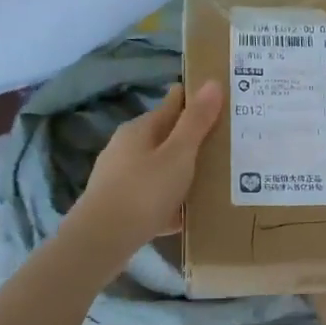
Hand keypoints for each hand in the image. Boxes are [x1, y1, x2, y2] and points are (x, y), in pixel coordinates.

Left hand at [70, 82, 222, 257]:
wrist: (100, 242)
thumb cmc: (143, 192)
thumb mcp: (178, 155)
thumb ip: (196, 121)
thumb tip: (212, 82)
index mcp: (139, 129)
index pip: (172, 104)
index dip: (194, 100)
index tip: (220, 101)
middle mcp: (125, 147)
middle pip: (164, 137)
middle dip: (190, 138)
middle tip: (224, 143)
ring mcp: (118, 177)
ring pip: (158, 167)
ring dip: (180, 171)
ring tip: (211, 179)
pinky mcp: (117, 205)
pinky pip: (151, 196)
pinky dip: (169, 200)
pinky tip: (185, 214)